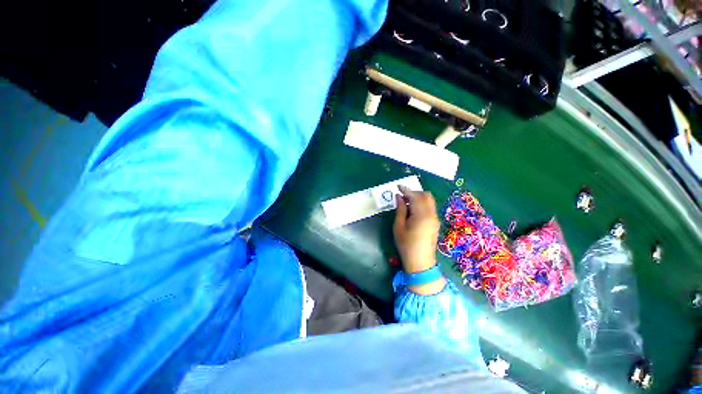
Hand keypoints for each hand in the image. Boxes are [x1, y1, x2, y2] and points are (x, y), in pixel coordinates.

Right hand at [393, 186, 445, 294]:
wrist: (420, 262)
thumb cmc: (406, 244)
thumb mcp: (398, 226)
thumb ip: (400, 209)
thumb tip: (399, 197)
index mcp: (421, 215)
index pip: (415, 196)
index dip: (406, 190)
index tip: (398, 187)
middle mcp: (431, 214)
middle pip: (426, 195)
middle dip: (414, 192)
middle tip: (402, 196)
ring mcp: (435, 218)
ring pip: (429, 200)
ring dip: (418, 197)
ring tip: (407, 203)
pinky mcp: (435, 222)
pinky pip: (430, 207)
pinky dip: (422, 204)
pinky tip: (413, 210)